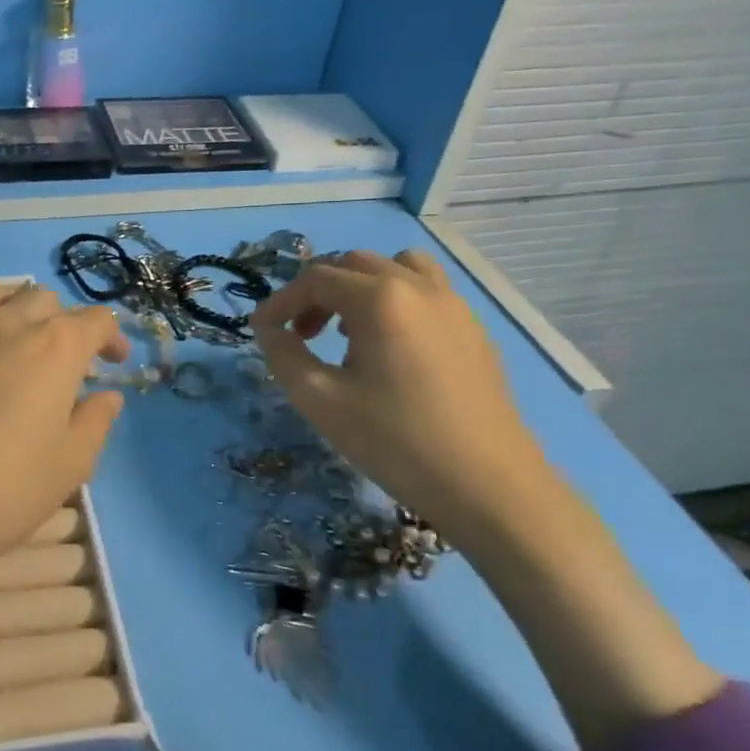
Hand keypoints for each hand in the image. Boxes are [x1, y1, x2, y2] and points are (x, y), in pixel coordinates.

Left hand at [0, 278, 129, 609]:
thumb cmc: (0, 491)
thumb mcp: (68, 466)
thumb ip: (94, 422)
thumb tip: (105, 396)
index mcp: (53, 346)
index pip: (95, 320)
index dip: (112, 339)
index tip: (115, 364)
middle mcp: (7, 323)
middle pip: (45, 300)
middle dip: (65, 325)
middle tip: (68, 368)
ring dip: (18, 310)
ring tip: (20, 348)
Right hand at [251, 249, 552, 545]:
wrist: (488, 486)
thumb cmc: (395, 441)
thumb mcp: (320, 400)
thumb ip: (283, 355)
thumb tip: (268, 330)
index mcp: (380, 298)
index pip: (315, 279)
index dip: (280, 302)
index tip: (261, 331)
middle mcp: (418, 287)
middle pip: (353, 265)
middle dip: (316, 292)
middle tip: (300, 334)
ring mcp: (453, 305)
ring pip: (396, 268)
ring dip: (360, 287)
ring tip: (347, 329)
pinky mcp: (473, 329)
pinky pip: (426, 291)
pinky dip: (394, 300)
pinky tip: (389, 347)